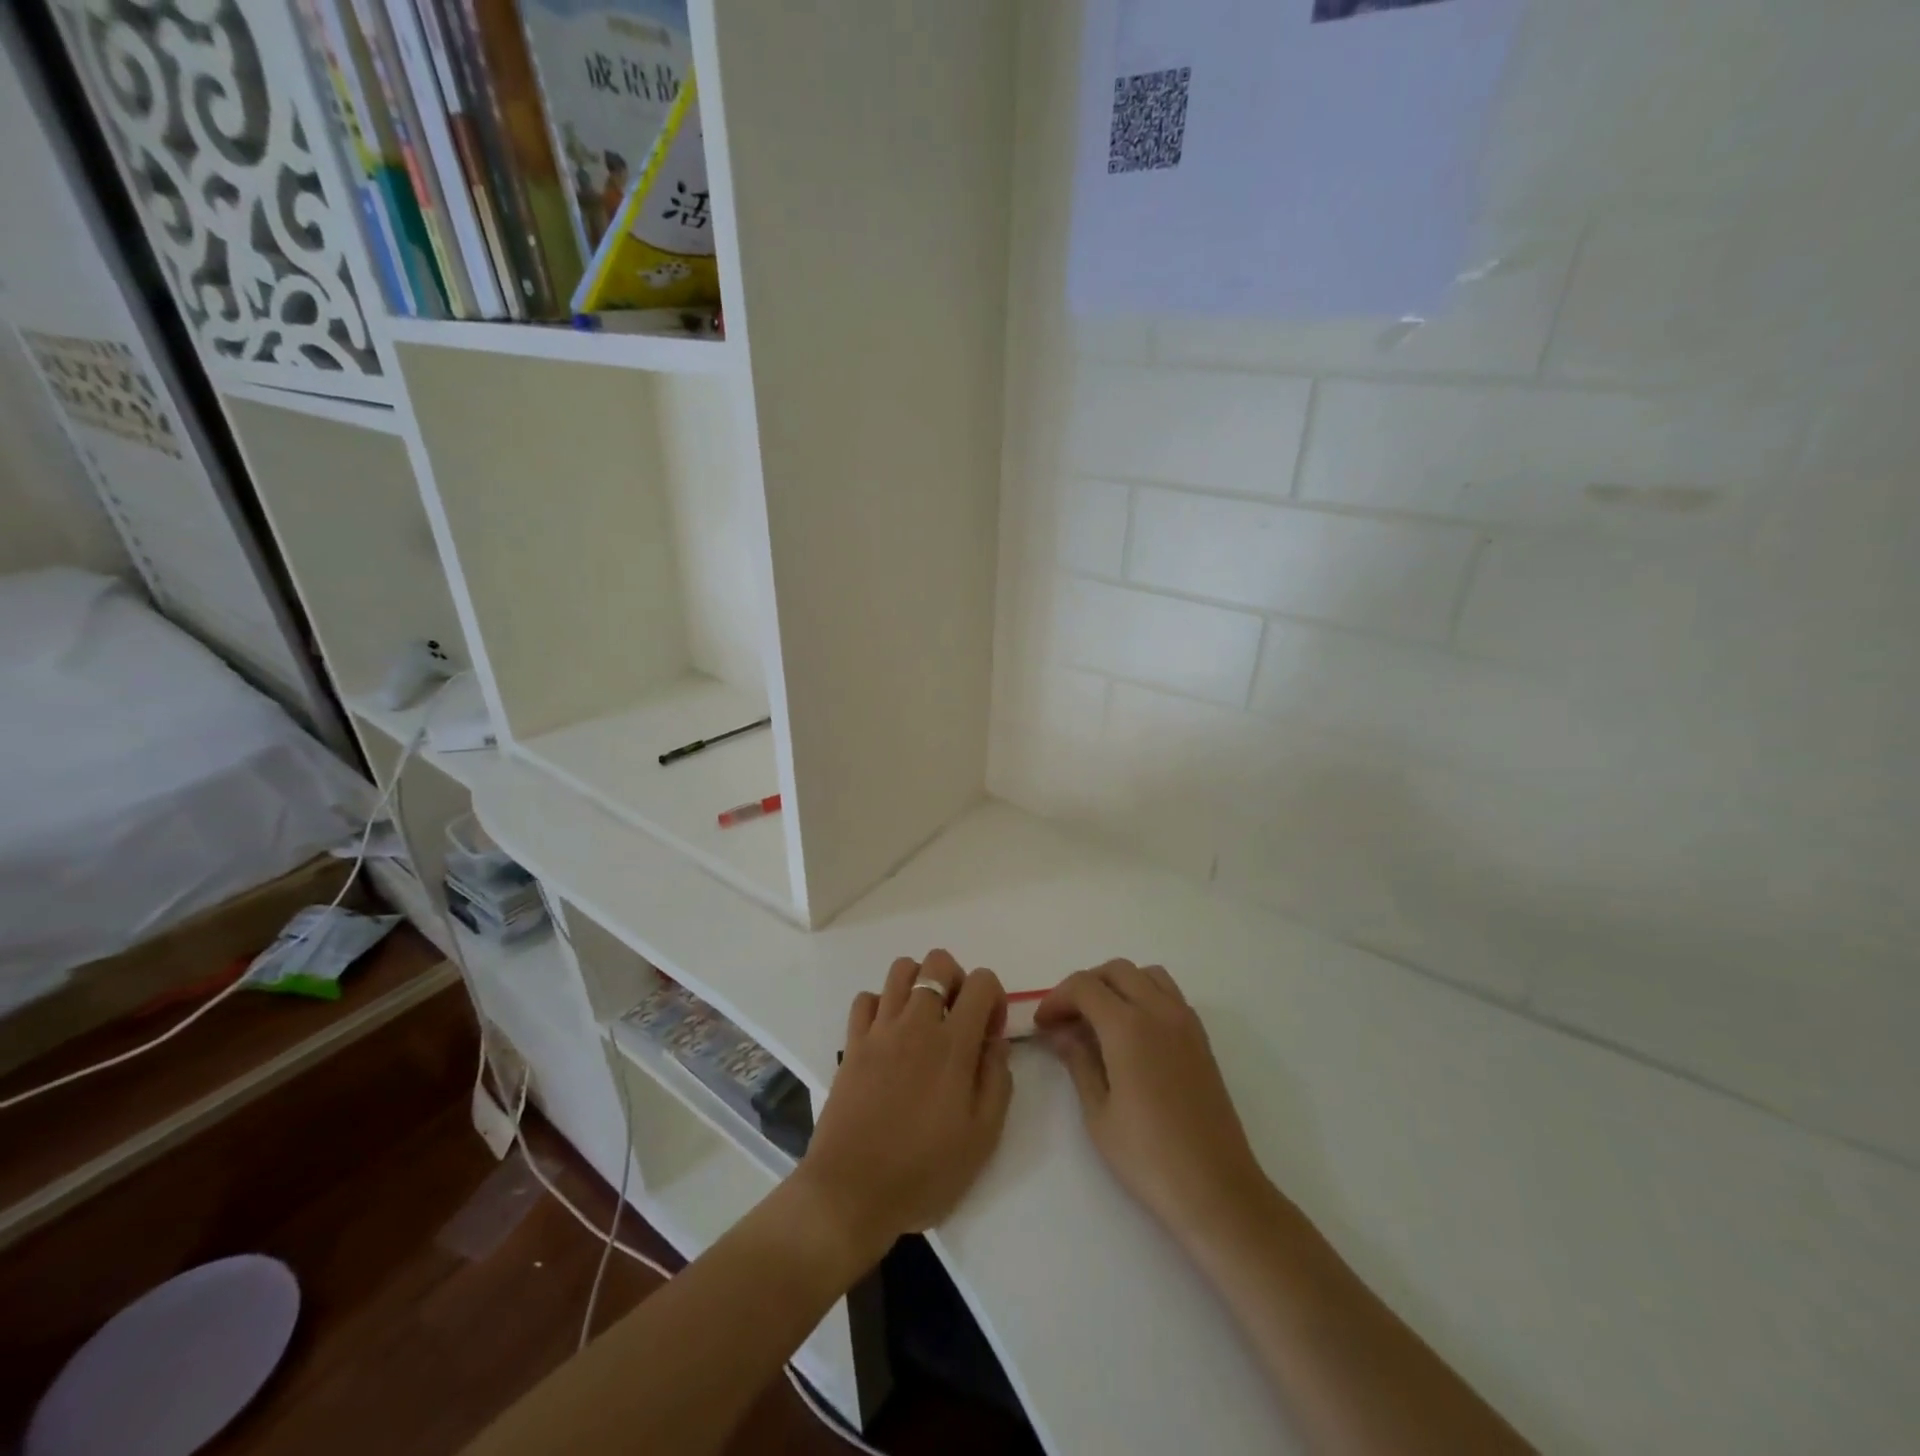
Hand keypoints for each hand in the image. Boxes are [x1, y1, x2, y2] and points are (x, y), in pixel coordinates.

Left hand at [794, 951, 1012, 1271]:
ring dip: (919, 983)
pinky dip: (882, 1005)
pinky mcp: (852, 1043)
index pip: (982, 981)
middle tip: (958, 1021)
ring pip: (901, 969)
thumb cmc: (923, 1171)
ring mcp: (879, 1029)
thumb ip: (997, 1081)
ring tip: (924, 1021)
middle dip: (957, 980)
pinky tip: (890, 1036)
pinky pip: (866, 999)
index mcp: (953, 1044)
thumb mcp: (982, 1137)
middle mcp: (916, 1023)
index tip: (989, 1035)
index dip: (994, 998)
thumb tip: (995, 1043)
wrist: (851, 1192)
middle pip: (938, 962)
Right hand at [1037, 961, 1271, 1253]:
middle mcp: (1159, 1011)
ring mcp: (1185, 1022)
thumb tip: (1061, 1032)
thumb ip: (1078, 1061)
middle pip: (1115, 970)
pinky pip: (1168, 995)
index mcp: (1128, 1026)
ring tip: (1099, 1020)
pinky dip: (1144, 996)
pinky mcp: (1201, 1039)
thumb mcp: (1098, 1113)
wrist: (1217, 1190)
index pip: (1084, 986)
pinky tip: (1132, 1034)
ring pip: (1146, 975)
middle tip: (1066, 1019)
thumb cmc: (1148, 1157)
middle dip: (1084, 986)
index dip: (1057, 999)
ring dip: (1118, 985)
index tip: (1043, 1025)